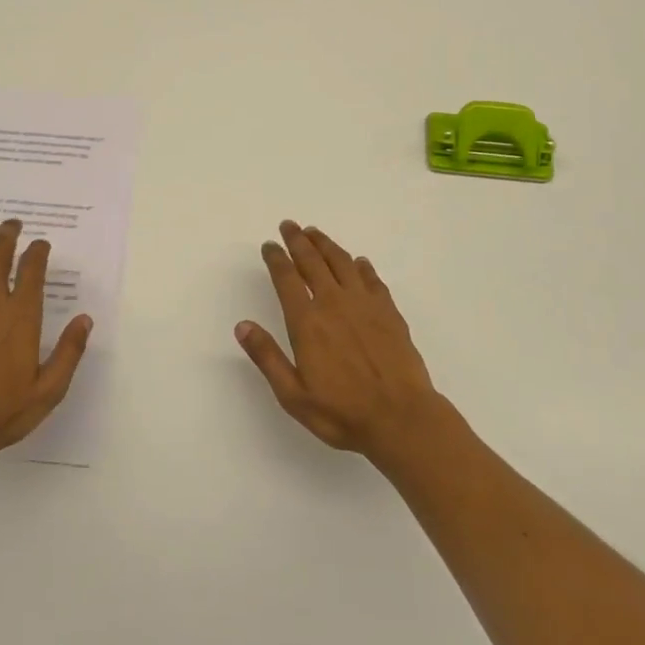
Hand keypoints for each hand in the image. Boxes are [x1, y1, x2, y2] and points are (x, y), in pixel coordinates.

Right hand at [235, 221, 449, 466]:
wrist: (402, 419)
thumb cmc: (342, 412)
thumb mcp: (293, 394)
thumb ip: (267, 357)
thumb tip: (242, 326)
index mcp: (307, 321)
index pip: (286, 278)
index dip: (276, 258)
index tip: (269, 245)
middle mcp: (334, 303)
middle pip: (312, 261)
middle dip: (298, 240)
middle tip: (289, 225)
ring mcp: (364, 304)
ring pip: (342, 262)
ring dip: (326, 244)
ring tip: (315, 233)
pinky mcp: (389, 312)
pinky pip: (371, 279)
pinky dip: (361, 266)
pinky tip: (358, 263)